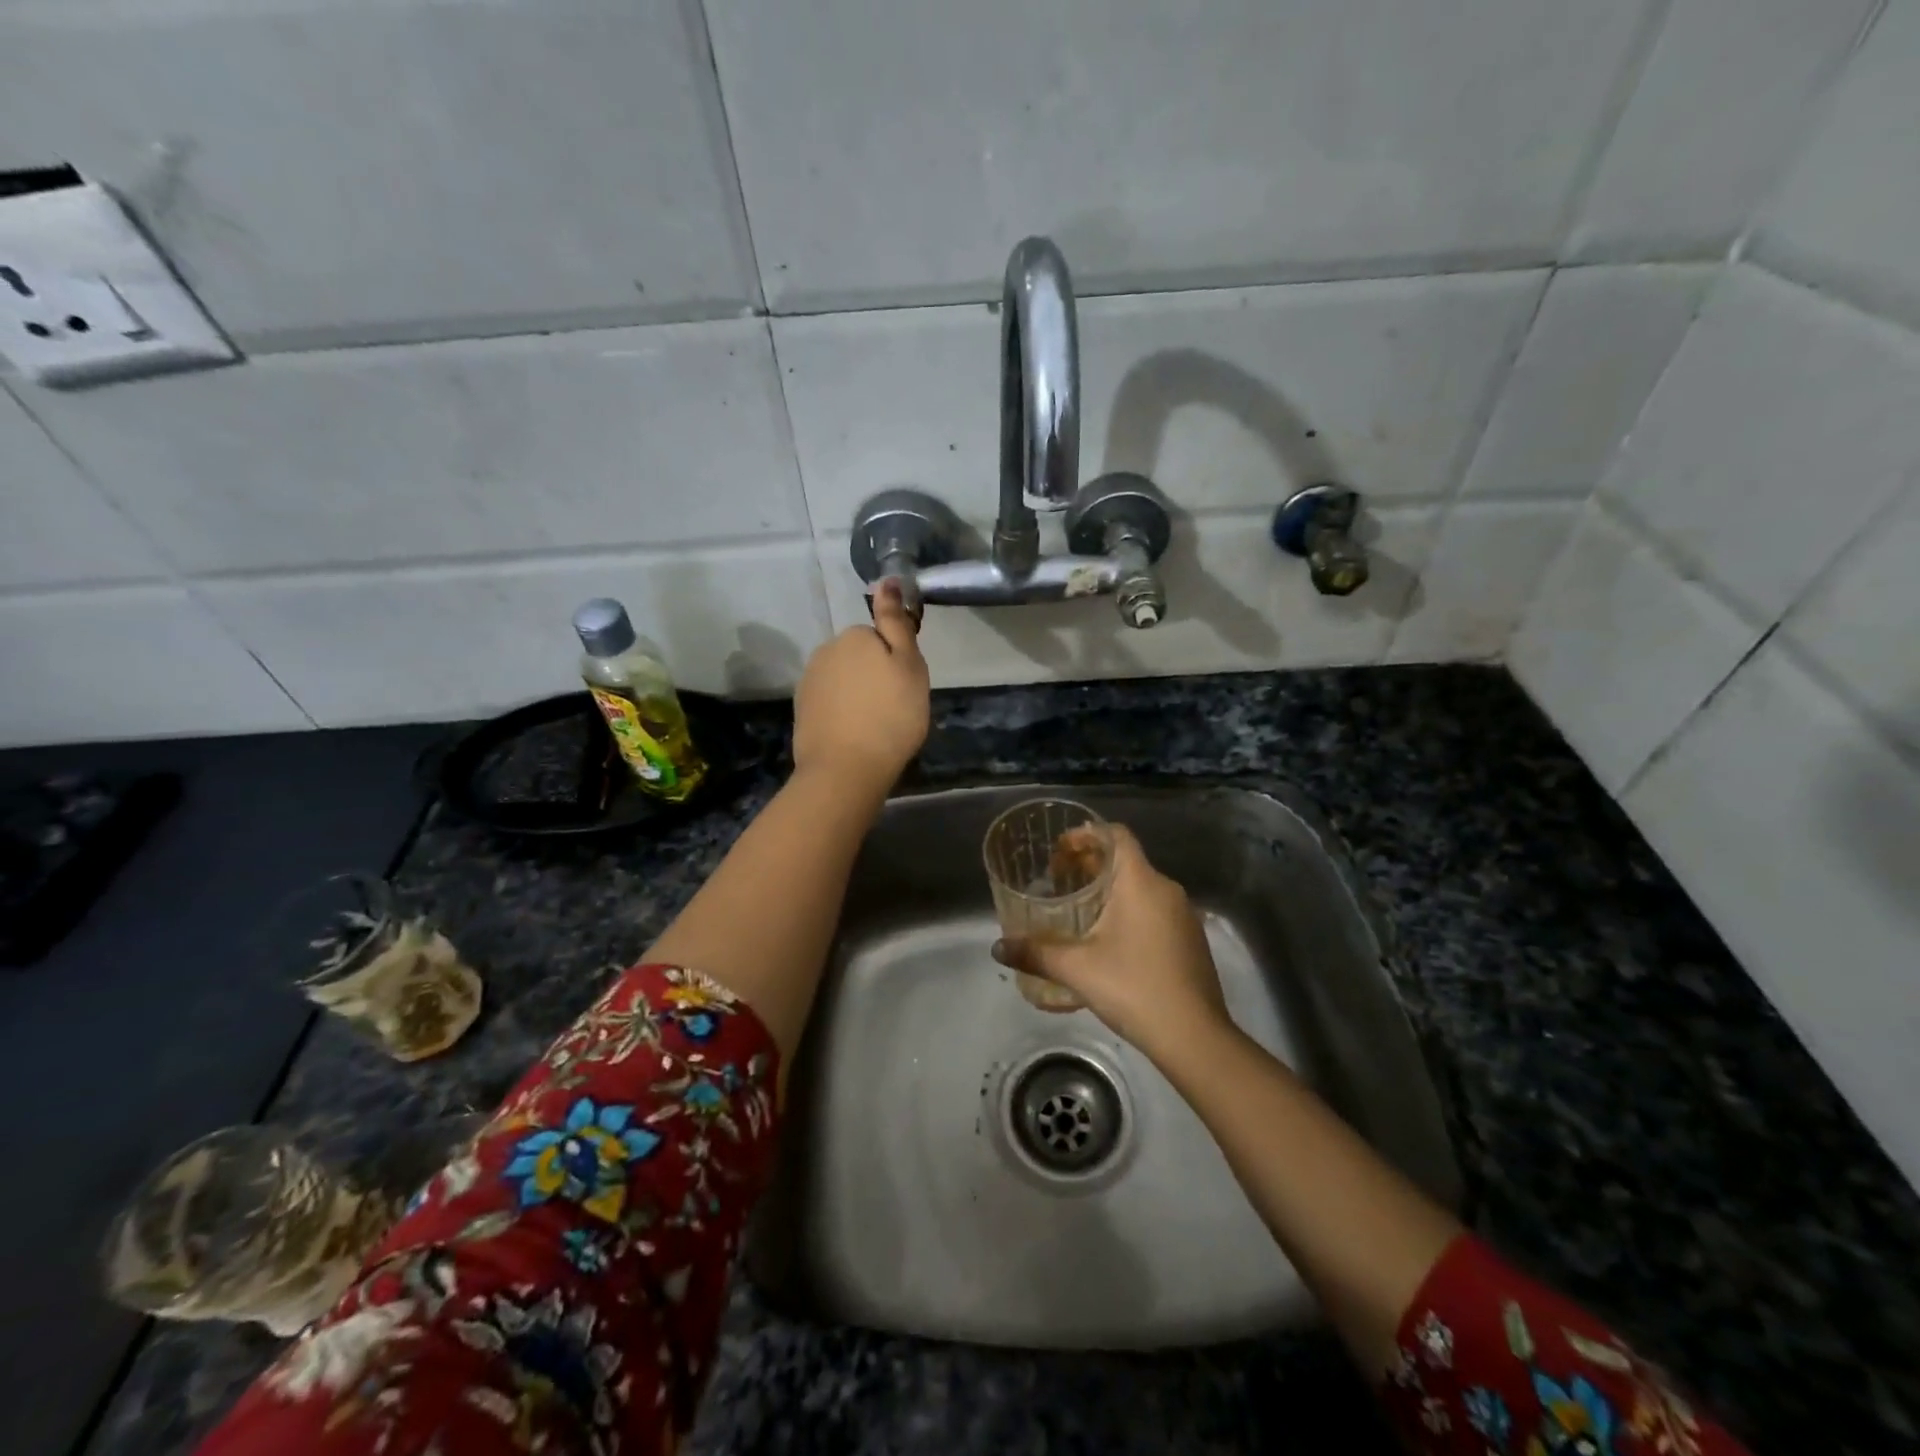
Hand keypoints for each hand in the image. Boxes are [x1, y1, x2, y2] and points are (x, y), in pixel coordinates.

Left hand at [792, 580, 930, 796]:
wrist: (846, 769)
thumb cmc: (891, 716)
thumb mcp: (909, 665)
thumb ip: (896, 621)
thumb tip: (887, 579)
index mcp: (854, 636)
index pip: (881, 637)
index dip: (896, 661)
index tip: (904, 687)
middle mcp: (826, 651)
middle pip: (860, 658)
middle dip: (874, 676)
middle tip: (893, 708)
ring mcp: (809, 681)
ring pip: (843, 681)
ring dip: (858, 696)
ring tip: (874, 726)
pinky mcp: (802, 710)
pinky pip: (830, 703)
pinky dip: (842, 714)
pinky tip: (853, 735)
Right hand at [993, 824, 1230, 1067]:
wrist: (1195, 1037)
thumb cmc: (1134, 988)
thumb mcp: (1077, 969)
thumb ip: (1035, 953)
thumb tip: (997, 948)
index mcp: (1141, 882)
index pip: (1115, 834)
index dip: (1085, 835)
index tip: (1059, 851)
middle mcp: (1167, 890)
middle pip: (1126, 860)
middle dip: (1090, 865)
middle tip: (1059, 881)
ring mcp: (1184, 915)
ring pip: (1141, 886)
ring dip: (1110, 889)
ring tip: (1079, 910)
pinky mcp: (1191, 940)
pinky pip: (1155, 909)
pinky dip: (1129, 910)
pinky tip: (1109, 941)